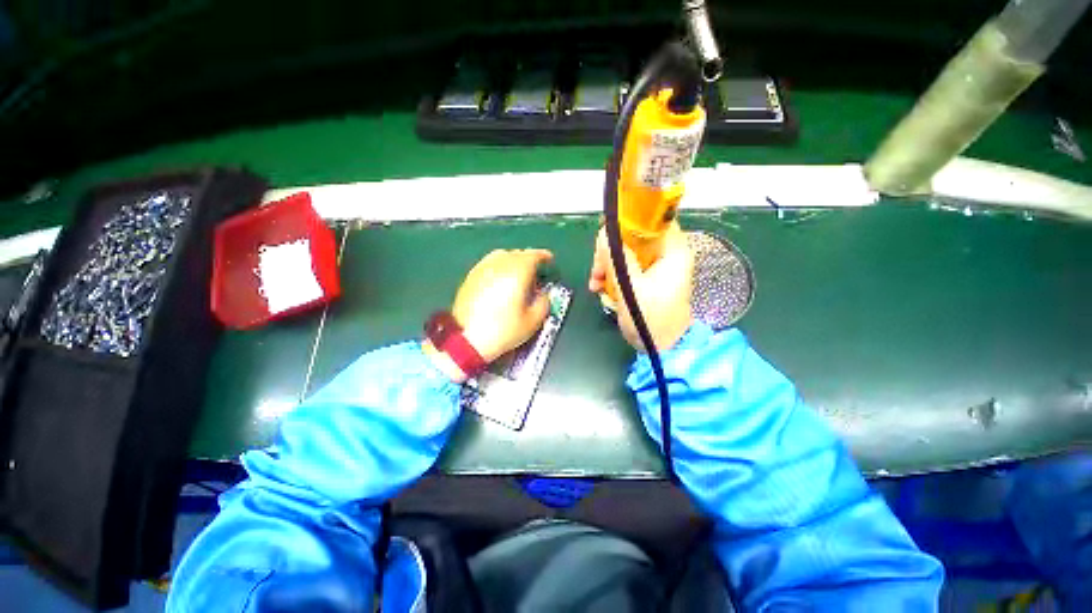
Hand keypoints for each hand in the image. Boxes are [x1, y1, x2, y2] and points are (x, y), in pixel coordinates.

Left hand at [426, 249, 553, 381]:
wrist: (467, 339)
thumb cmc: (503, 330)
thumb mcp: (533, 321)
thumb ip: (544, 303)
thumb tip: (543, 293)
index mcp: (517, 272)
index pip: (533, 255)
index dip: (543, 256)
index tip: (549, 260)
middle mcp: (499, 264)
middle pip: (517, 253)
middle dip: (528, 259)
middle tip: (535, 272)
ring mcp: (482, 269)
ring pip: (501, 255)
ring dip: (512, 261)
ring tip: (517, 274)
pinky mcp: (470, 277)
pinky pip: (488, 263)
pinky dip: (498, 266)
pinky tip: (499, 279)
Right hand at [589, 223, 692, 351]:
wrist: (661, 348)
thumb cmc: (651, 319)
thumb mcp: (631, 288)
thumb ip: (617, 259)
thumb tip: (604, 233)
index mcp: (672, 252)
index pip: (654, 220)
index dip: (630, 220)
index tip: (607, 233)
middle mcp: (666, 255)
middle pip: (634, 236)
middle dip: (611, 250)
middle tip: (597, 268)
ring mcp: (655, 267)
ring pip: (626, 252)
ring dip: (607, 264)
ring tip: (595, 284)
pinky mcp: (646, 278)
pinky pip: (625, 267)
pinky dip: (611, 275)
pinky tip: (599, 288)